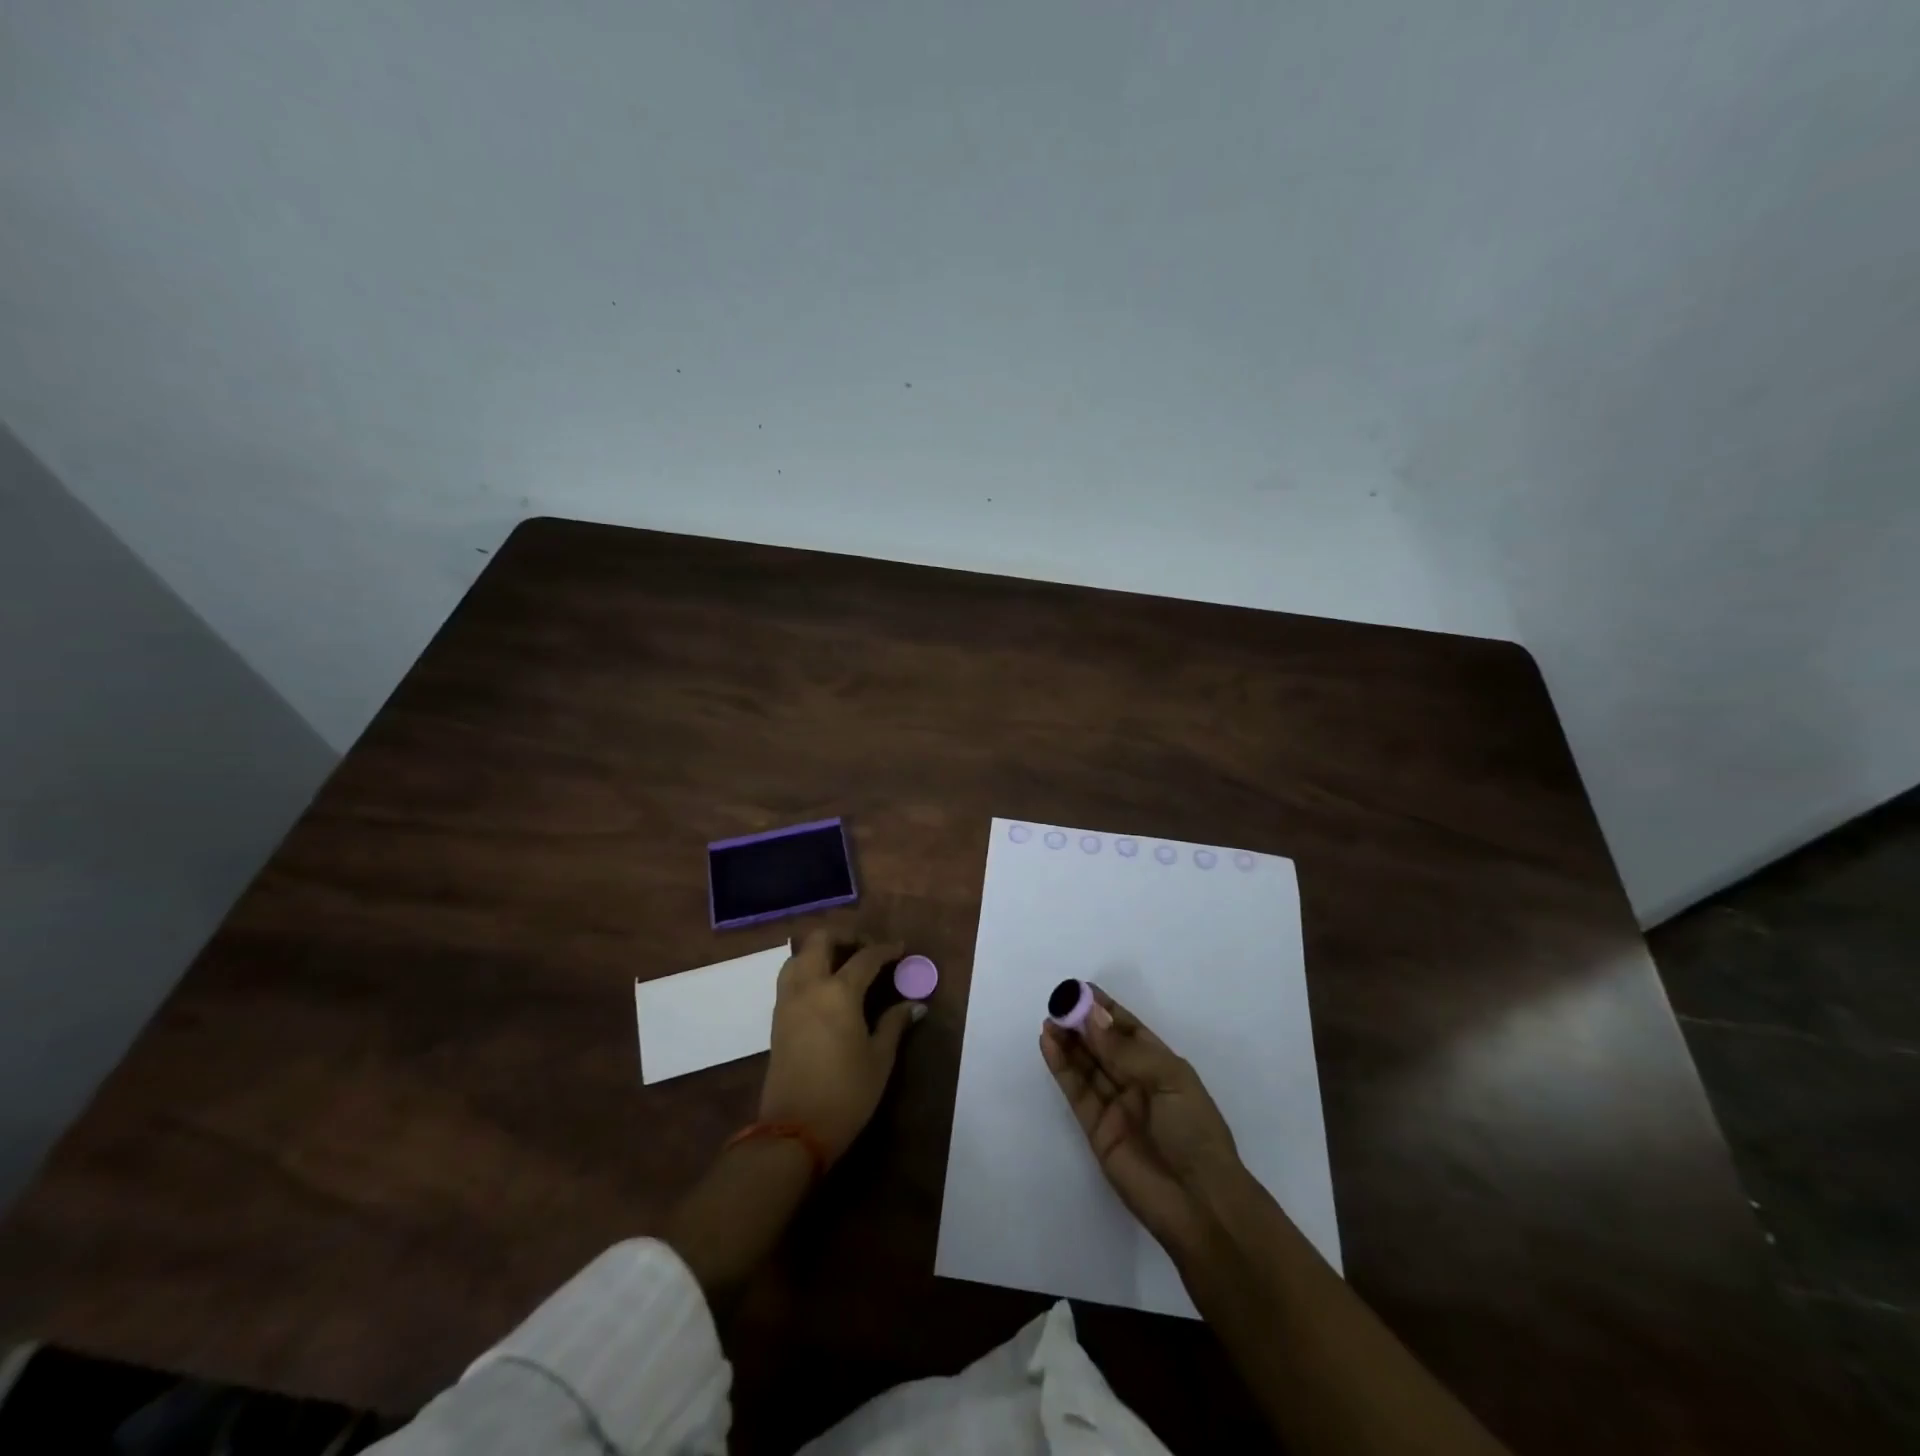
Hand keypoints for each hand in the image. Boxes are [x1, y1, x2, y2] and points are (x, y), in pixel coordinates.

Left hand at [759, 929, 922, 1160]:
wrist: (793, 1131)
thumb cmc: (845, 1094)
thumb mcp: (879, 1059)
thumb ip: (895, 1024)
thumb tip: (915, 1004)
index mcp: (838, 992)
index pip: (865, 957)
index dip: (885, 949)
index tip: (900, 949)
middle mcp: (809, 986)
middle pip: (821, 940)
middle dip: (846, 935)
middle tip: (867, 947)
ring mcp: (788, 1000)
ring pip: (799, 955)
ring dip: (821, 950)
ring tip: (843, 963)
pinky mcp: (776, 1018)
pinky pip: (789, 976)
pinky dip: (807, 968)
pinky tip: (825, 987)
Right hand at [1040, 986, 1242, 1250]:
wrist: (1199, 1203)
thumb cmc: (1194, 1132)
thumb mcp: (1168, 1079)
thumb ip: (1125, 1049)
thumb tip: (1091, 1017)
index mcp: (1162, 1066)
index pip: (1129, 1029)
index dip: (1105, 1010)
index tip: (1080, 989)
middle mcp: (1136, 1082)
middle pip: (1103, 1045)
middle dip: (1081, 1023)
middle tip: (1057, 1002)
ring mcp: (1115, 1105)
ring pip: (1086, 1065)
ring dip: (1068, 1042)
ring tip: (1049, 1020)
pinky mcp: (1096, 1129)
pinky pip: (1076, 1091)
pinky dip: (1062, 1067)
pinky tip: (1049, 1044)